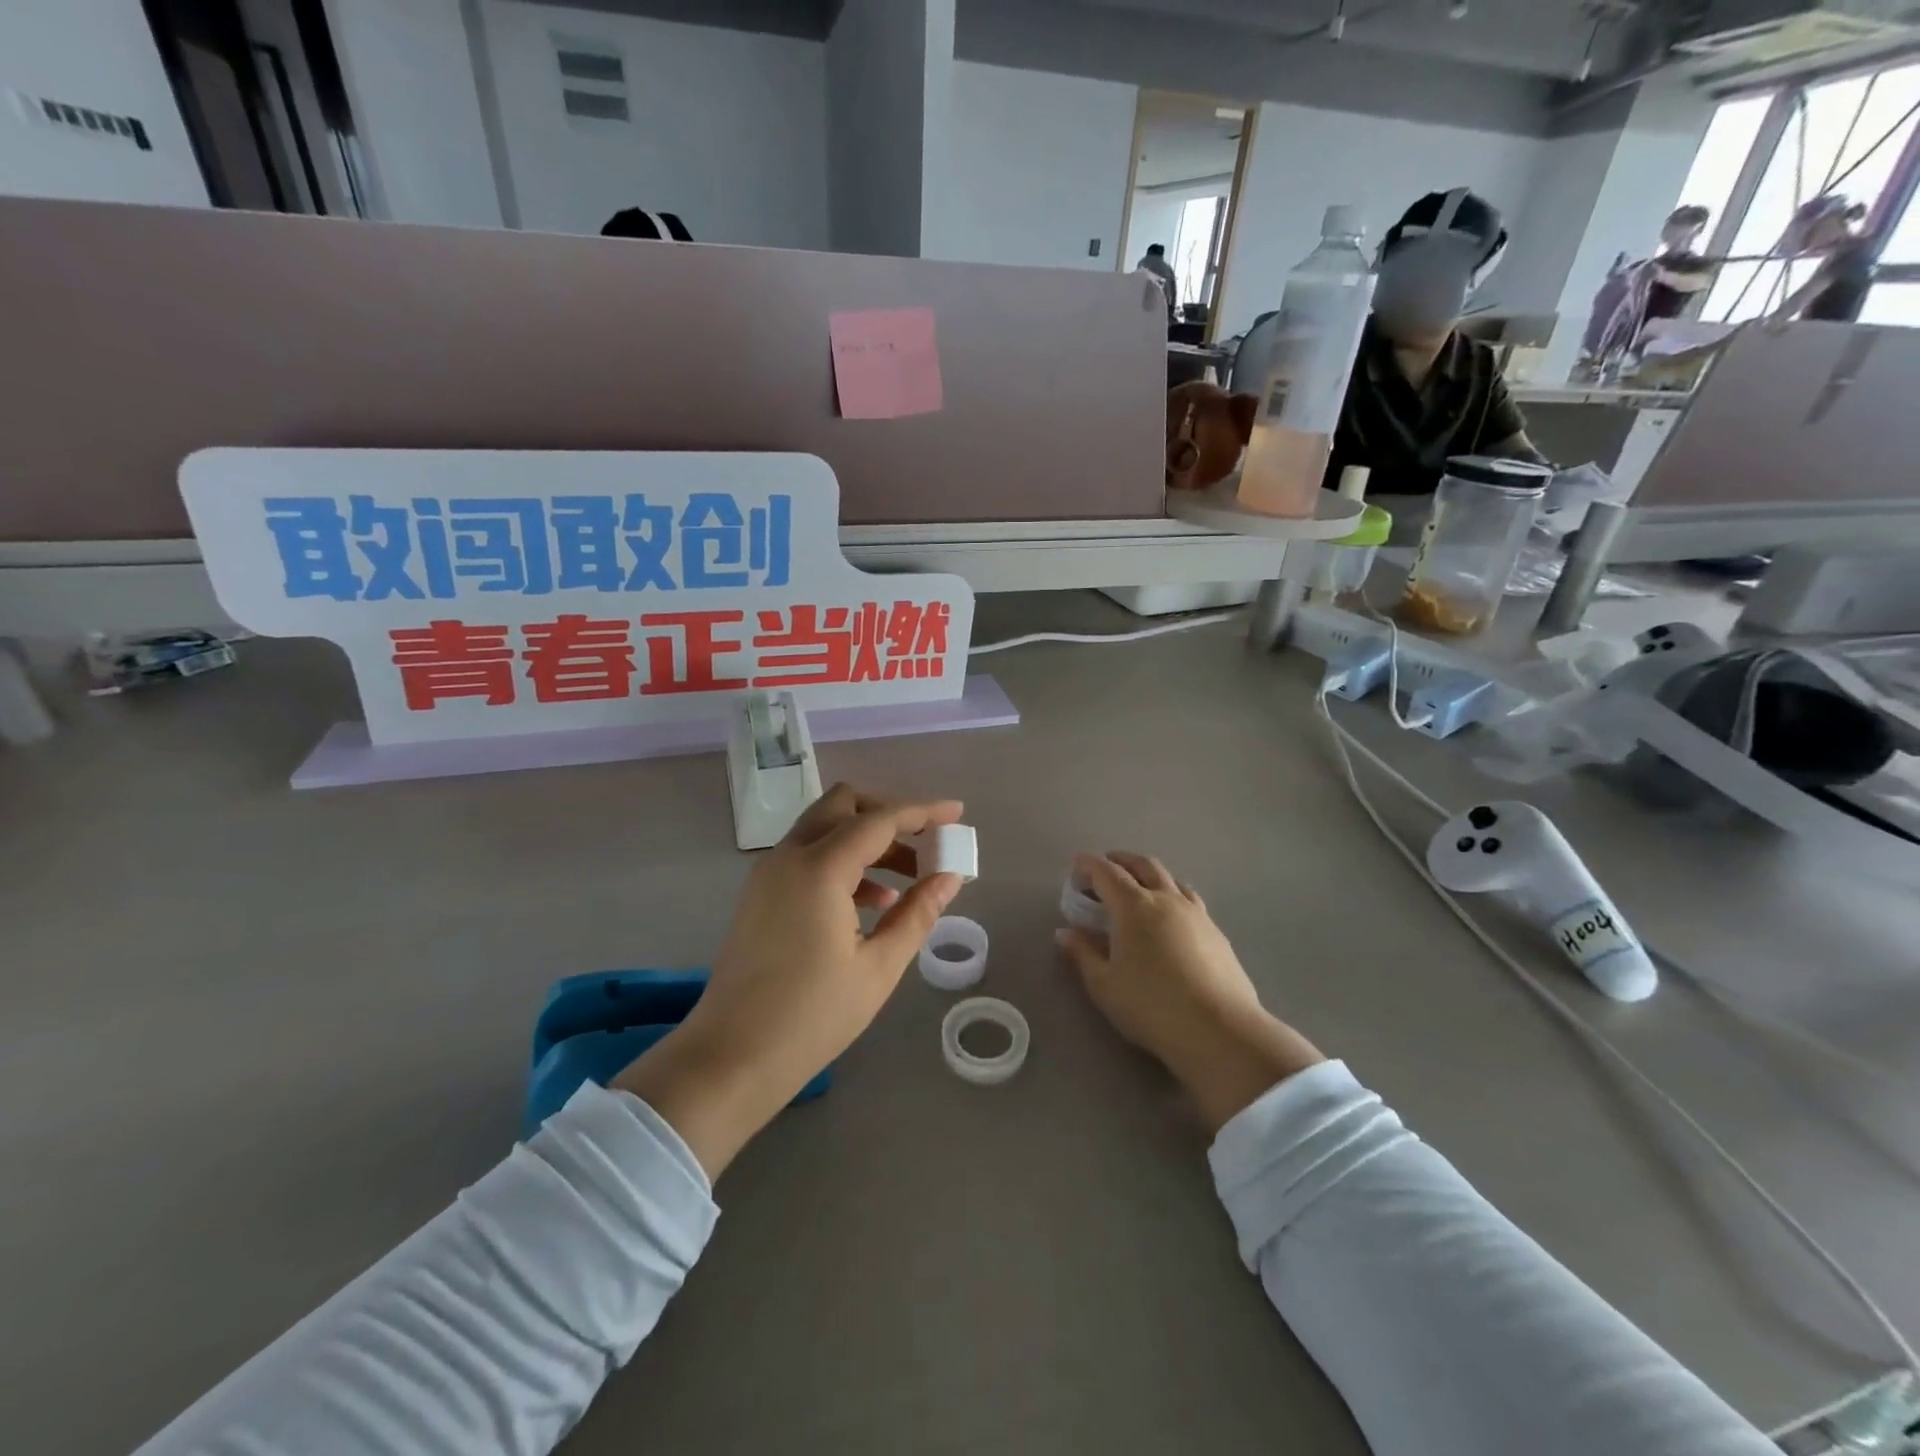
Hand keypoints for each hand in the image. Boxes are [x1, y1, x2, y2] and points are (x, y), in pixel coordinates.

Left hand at [616, 784, 964, 1179]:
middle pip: (843, 804)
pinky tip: (873, 900)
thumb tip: (950, 877)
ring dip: (867, 838)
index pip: (879, 820)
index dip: (923, 812)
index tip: (957, 813)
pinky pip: (808, 854)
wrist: (731, 1058)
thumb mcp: (878, 967)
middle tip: (925, 842)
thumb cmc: (812, 1017)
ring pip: (825, 827)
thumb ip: (917, 913)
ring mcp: (769, 872)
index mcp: (819, 869)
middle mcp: (789, 856)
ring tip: (909, 878)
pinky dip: (843, 859)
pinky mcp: (761, 893)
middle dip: (889, 814)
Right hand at [1056, 852, 1324, 1134]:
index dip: (1089, 864)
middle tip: (1105, 867)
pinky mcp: (1217, 933)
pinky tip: (1170, 917)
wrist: (1219, 1030)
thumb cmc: (1151, 1006)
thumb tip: (1065, 933)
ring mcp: (1196, 914)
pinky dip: (1171, 895)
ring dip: (1150, 875)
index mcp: (1133, 906)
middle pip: (1143, 865)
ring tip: (1139, 887)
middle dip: (1121, 860)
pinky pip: (1189, 900)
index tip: (1076, 864)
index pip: (1107, 872)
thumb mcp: (1104, 985)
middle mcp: (1166, 899)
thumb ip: (1082, 954)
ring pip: (1171, 879)